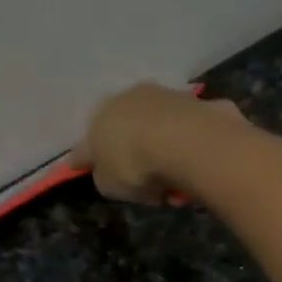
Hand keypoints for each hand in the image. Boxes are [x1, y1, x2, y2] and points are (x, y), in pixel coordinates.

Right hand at [73, 82, 245, 204]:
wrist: (185, 142)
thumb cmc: (135, 165)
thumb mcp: (108, 185)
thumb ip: (105, 177)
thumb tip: (109, 171)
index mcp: (100, 116)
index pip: (88, 142)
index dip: (87, 158)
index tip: (83, 166)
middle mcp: (129, 99)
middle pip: (127, 131)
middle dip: (133, 153)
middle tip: (145, 183)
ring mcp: (165, 96)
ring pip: (160, 131)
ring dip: (164, 153)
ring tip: (176, 185)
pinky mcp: (198, 103)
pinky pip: (188, 134)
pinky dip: (189, 150)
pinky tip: (195, 169)